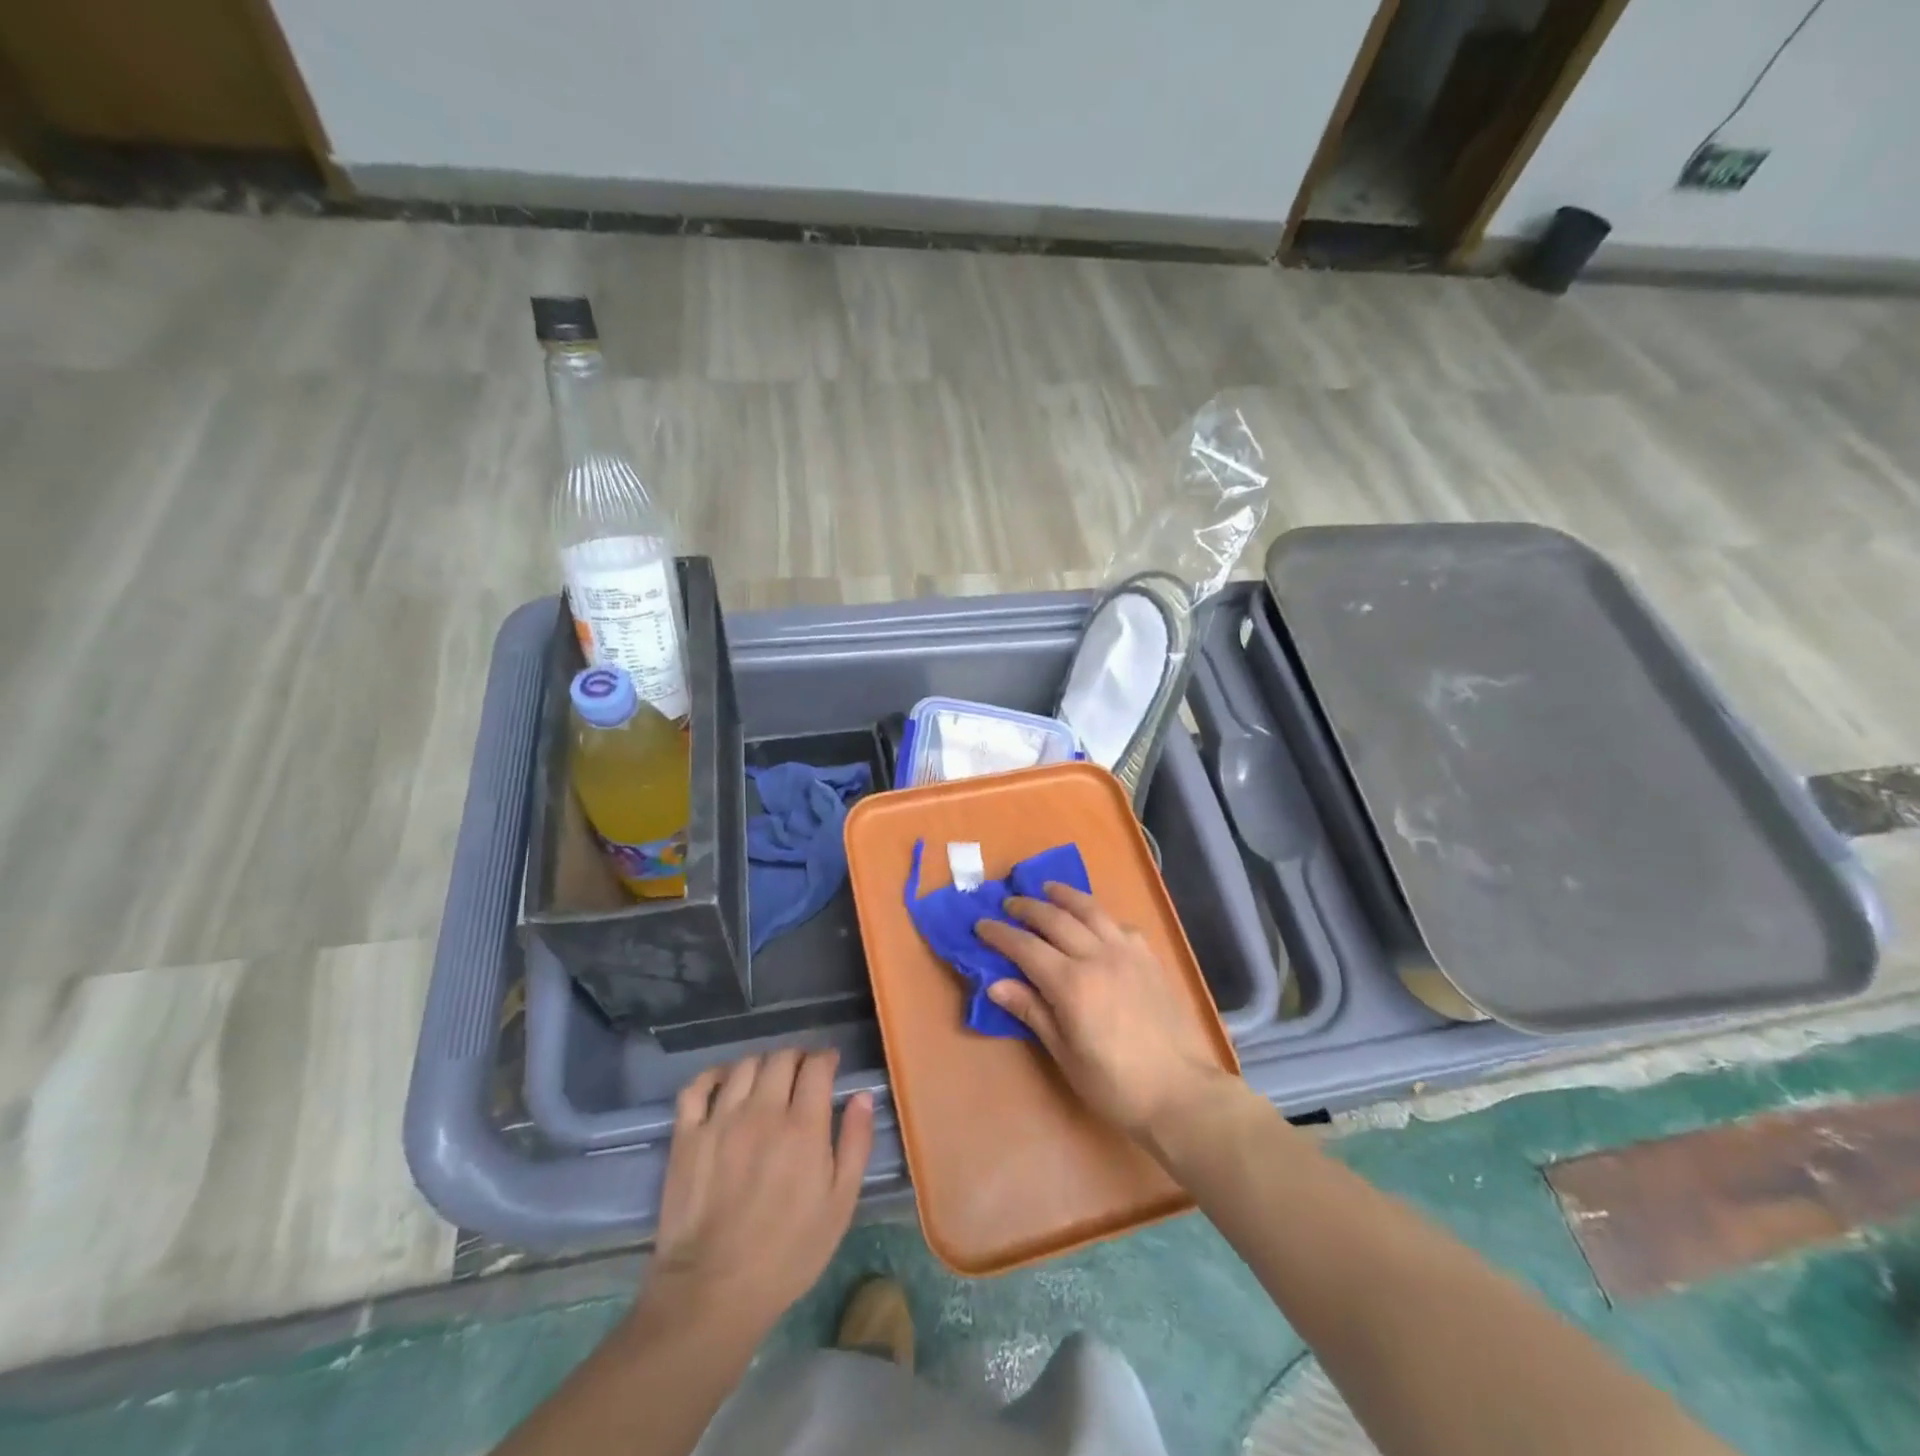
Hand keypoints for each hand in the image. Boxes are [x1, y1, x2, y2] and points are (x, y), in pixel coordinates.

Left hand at [633, 1050, 873, 1344]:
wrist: (712, 1292)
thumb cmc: (787, 1254)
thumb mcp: (839, 1205)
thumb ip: (855, 1144)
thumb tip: (862, 1096)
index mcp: (803, 1126)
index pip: (816, 1066)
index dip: (826, 1059)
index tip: (830, 1067)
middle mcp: (762, 1110)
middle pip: (781, 1057)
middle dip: (797, 1058)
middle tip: (802, 1076)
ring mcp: (720, 1120)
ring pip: (744, 1065)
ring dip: (762, 1065)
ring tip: (767, 1082)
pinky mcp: (687, 1135)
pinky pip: (698, 1086)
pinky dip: (714, 1076)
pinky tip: (725, 1085)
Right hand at [975, 883, 1231, 1139]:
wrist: (1180, 1092)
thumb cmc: (1115, 1084)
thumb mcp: (1065, 1054)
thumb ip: (1032, 1011)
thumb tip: (995, 983)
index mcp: (1071, 983)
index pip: (1026, 947)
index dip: (1000, 934)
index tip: (981, 925)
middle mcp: (1098, 956)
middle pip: (1055, 919)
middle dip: (1027, 908)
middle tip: (1009, 903)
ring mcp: (1127, 953)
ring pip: (1091, 910)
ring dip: (1065, 896)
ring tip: (1048, 889)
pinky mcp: (1149, 958)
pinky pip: (1120, 925)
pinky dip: (1100, 916)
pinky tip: (1095, 921)